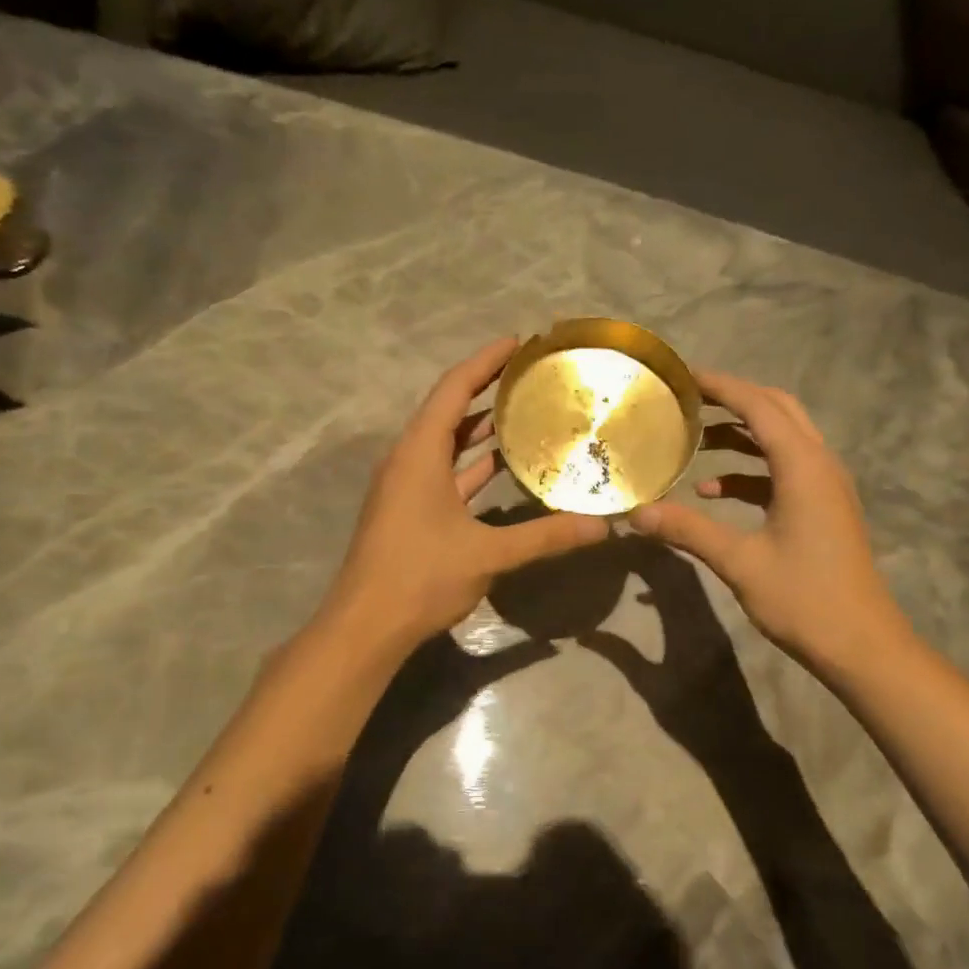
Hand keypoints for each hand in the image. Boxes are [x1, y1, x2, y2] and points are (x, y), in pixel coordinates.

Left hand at [325, 337, 610, 650]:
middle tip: (530, 375)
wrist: (366, 626)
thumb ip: (546, 536)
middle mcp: (408, 460)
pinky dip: (471, 463)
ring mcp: (406, 486)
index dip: (485, 361)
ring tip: (524, 411)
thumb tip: (602, 526)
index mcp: (419, 453)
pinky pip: (444, 471)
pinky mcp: (409, 510)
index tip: (518, 342)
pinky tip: (502, 465)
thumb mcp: (488, 554)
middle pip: (448, 410)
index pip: (453, 389)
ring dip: (479, 426)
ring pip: (445, 443)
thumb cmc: (420, 577)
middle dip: (486, 388)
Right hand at [629, 370, 906, 674]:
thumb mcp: (739, 562)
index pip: (758, 406)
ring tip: (693, 440)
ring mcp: (825, 486)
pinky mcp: (823, 508)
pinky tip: (713, 492)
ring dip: (740, 435)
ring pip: (781, 440)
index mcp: (803, 466)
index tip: (682, 377)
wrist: (861, 645)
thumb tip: (637, 513)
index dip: (721, 386)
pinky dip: (750, 471)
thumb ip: (688, 530)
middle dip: (732, 400)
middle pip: (776, 410)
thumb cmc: (804, 599)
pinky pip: (783, 471)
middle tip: (688, 400)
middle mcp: (819, 464)